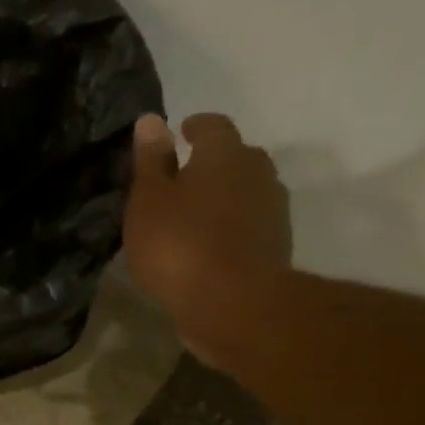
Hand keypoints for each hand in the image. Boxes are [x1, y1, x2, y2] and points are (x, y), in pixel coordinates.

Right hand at [123, 113, 290, 352]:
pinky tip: (210, 244)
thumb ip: (150, 161)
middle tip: (183, 178)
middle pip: (236, 156)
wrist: (234, 304)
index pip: (212, 125)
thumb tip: (151, 119)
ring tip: (195, 214)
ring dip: (224, 195)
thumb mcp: (148, 202)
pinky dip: (232, 225)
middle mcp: (256, 171)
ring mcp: (272, 209)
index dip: (194, 127)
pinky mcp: (276, 244)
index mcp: (224, 154)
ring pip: (246, 190)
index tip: (178, 135)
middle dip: (212, 162)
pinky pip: (250, 222)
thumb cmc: (179, 246)